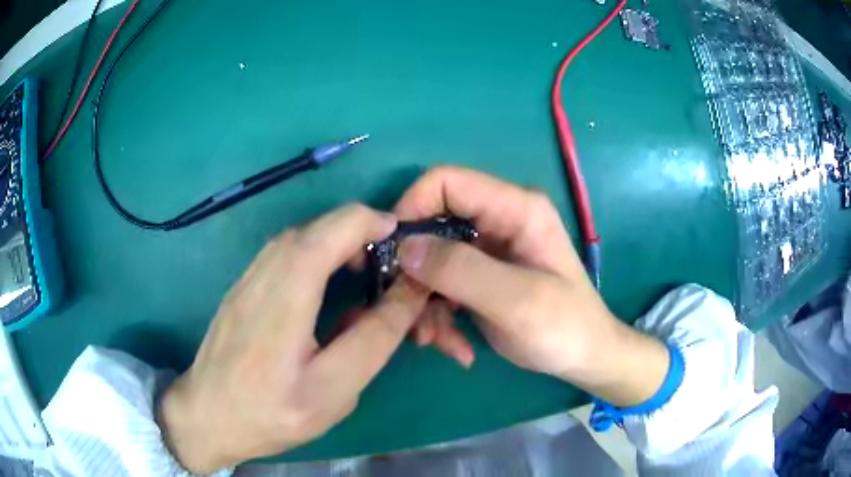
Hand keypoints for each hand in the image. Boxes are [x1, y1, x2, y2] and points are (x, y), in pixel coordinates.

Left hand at [157, 204, 428, 472]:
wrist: (207, 415)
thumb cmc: (271, 413)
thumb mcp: (333, 391)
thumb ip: (373, 339)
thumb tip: (408, 293)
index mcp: (285, 297)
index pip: (334, 232)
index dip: (373, 223)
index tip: (403, 243)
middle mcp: (263, 272)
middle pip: (318, 226)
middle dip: (360, 231)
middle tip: (387, 266)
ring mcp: (248, 276)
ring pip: (300, 236)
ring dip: (337, 240)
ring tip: (362, 271)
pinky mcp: (243, 285)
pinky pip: (285, 251)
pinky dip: (316, 252)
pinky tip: (324, 284)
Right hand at [394, 166, 669, 405]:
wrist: (583, 357)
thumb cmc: (564, 327)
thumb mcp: (517, 301)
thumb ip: (462, 271)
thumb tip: (405, 248)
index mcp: (516, 209)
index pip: (447, 181)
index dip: (412, 206)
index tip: (391, 253)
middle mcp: (499, 220)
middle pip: (432, 225)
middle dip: (416, 272)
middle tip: (410, 314)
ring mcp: (488, 250)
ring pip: (431, 262)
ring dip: (426, 304)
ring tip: (438, 342)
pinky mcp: (480, 276)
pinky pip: (442, 285)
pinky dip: (439, 316)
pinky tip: (454, 346)